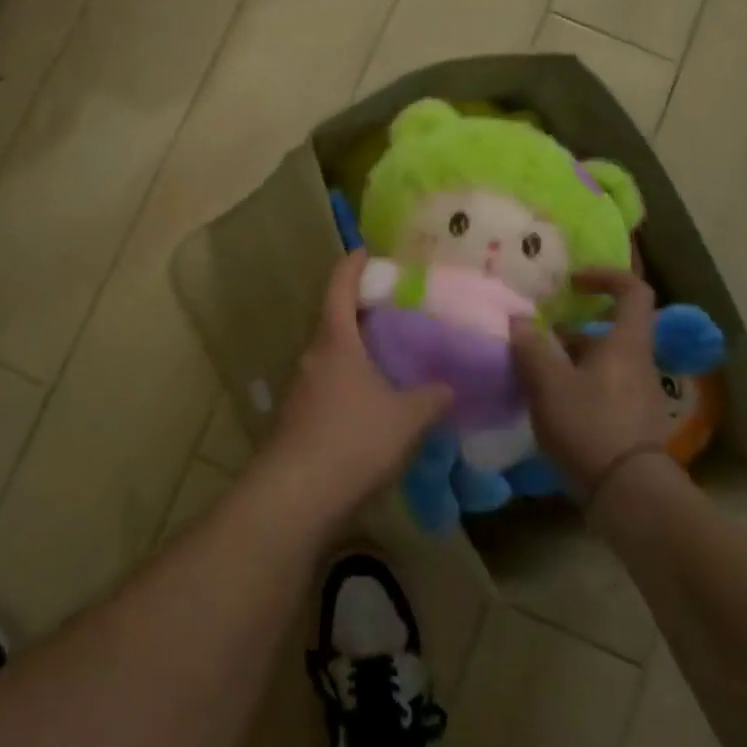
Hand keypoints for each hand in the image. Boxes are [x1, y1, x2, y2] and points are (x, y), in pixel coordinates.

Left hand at [263, 252, 452, 528]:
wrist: (295, 495)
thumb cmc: (353, 439)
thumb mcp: (406, 418)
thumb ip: (432, 398)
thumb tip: (451, 386)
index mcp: (335, 340)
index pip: (339, 286)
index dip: (353, 265)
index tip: (367, 251)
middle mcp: (313, 356)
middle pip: (334, 319)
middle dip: (361, 310)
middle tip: (396, 308)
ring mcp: (301, 388)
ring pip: (332, 354)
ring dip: (356, 349)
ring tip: (391, 355)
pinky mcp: (299, 418)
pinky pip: (329, 384)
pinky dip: (351, 380)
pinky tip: (374, 401)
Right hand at [510, 270, 671, 499]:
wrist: (629, 495)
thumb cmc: (589, 424)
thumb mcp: (548, 382)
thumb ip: (531, 347)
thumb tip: (520, 319)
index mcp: (626, 344)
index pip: (633, 291)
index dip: (605, 276)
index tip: (572, 284)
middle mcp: (639, 364)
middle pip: (611, 331)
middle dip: (572, 330)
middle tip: (538, 338)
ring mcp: (640, 397)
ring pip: (604, 363)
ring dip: (571, 361)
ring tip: (534, 375)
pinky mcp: (632, 425)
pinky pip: (604, 391)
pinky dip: (578, 388)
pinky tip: (550, 407)